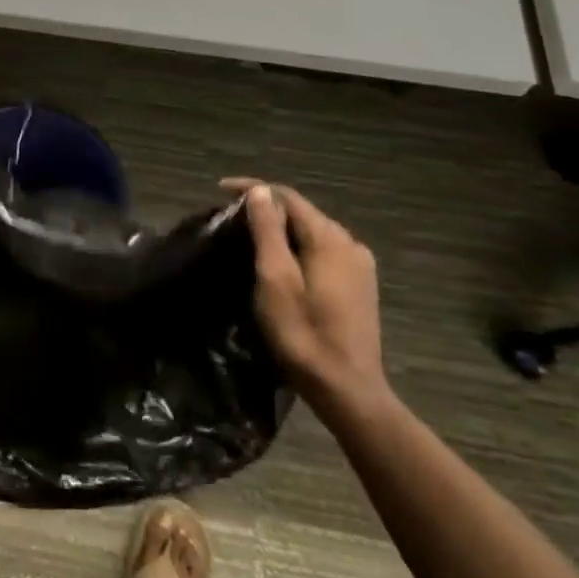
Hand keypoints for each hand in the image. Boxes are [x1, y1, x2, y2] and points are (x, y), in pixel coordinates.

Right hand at [223, 179, 388, 415]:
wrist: (346, 389)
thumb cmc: (303, 332)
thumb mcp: (275, 278)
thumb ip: (268, 230)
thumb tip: (260, 191)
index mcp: (330, 238)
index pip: (288, 196)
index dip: (253, 188)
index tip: (219, 190)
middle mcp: (350, 244)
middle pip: (302, 213)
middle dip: (266, 208)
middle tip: (229, 217)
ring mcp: (359, 266)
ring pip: (312, 233)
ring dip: (281, 229)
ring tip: (248, 237)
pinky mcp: (359, 287)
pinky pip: (322, 252)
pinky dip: (296, 247)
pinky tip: (280, 262)